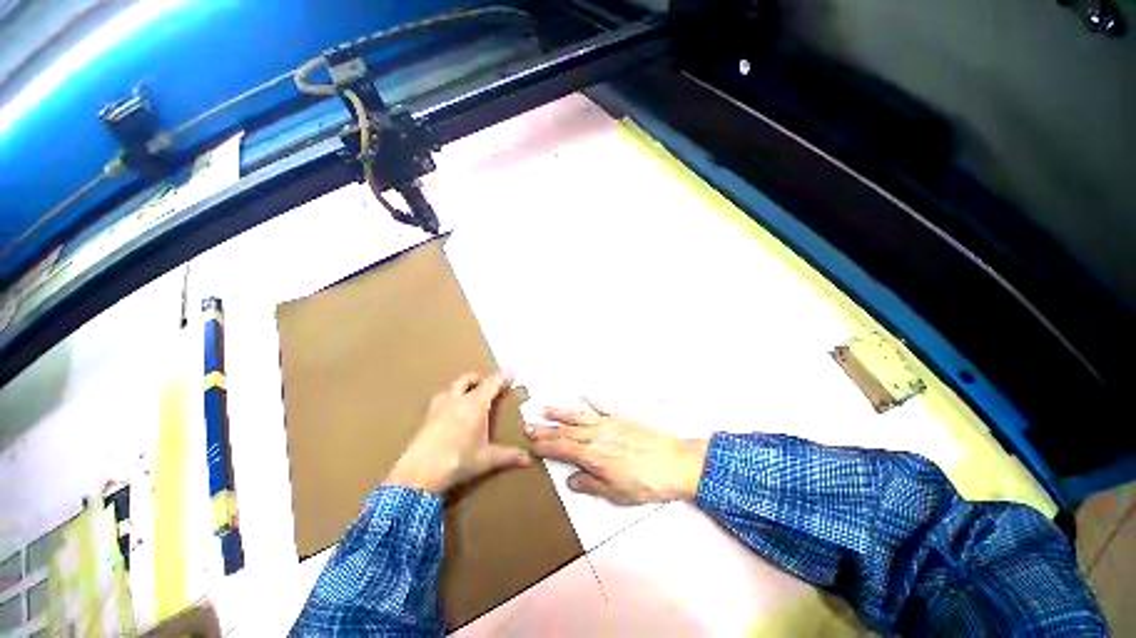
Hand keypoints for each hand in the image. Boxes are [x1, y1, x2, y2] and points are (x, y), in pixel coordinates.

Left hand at [386, 372, 531, 493]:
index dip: (504, 377)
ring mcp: (439, 406)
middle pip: (469, 379)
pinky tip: (451, 412)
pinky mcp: (426, 417)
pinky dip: (450, 398)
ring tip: (470, 395)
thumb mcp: (486, 459)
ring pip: (452, 386)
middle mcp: (457, 399)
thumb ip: (510, 456)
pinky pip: (441, 398)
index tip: (513, 372)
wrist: (418, 475)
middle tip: (490, 384)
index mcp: (475, 404)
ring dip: (462, 386)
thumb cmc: (458, 461)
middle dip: (480, 378)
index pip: (493, 383)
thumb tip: (531, 459)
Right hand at [525, 402, 708, 505]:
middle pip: (566, 431)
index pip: (562, 448)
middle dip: (545, 428)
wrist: (676, 462)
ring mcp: (610, 424)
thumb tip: (571, 480)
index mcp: (594, 456)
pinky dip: (592, 400)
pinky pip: (603, 406)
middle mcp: (597, 436)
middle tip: (528, 424)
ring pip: (579, 416)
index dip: (545, 446)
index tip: (531, 443)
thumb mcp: (618, 493)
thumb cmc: (648, 482)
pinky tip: (584, 395)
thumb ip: (592, 484)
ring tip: (545, 408)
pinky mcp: (623, 417)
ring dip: (561, 413)